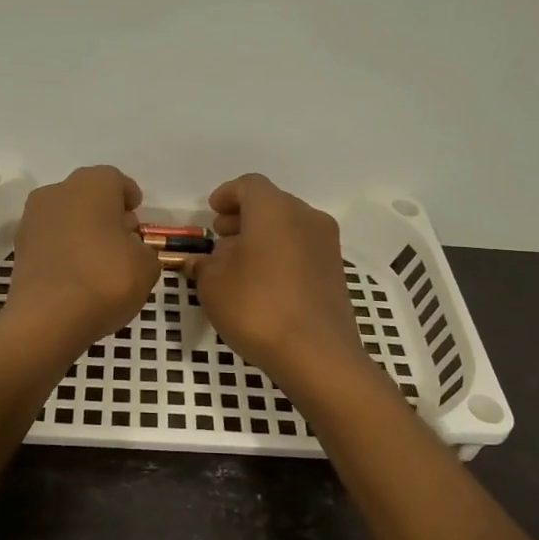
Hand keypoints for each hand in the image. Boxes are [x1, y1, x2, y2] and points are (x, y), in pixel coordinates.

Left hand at [4, 166, 157, 350]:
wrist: (47, 318)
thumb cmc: (106, 278)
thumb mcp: (146, 266)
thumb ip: (143, 250)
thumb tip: (129, 248)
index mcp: (92, 184)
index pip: (116, 180)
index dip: (129, 198)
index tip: (138, 216)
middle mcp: (57, 192)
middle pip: (87, 197)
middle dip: (106, 214)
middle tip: (123, 239)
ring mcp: (32, 220)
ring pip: (66, 218)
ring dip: (83, 232)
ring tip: (101, 261)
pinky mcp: (19, 249)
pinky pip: (51, 242)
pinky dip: (64, 252)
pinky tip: (78, 275)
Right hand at [186, 174, 367, 394]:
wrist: (316, 354)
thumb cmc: (257, 308)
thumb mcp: (213, 285)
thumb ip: (204, 265)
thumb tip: (202, 261)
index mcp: (274, 209)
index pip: (249, 185)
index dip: (227, 195)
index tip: (211, 211)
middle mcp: (305, 217)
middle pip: (271, 204)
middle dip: (243, 217)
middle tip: (220, 237)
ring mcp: (326, 244)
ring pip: (288, 227)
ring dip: (262, 236)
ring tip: (238, 263)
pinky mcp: (335, 271)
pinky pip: (302, 249)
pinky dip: (280, 254)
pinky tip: (263, 282)